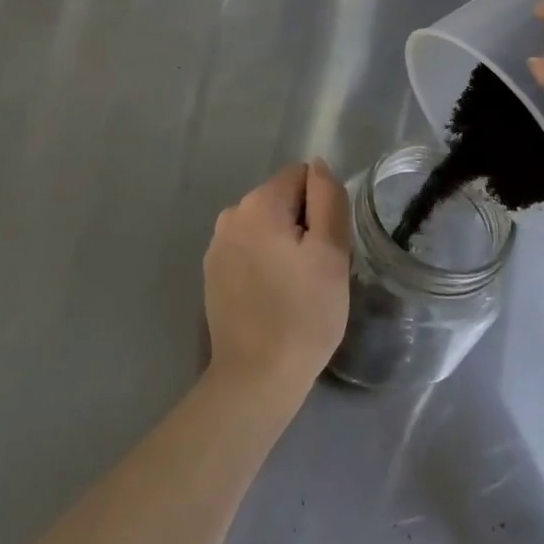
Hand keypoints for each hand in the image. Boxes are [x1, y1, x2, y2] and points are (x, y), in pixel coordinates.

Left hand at [203, 160, 351, 415]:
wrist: (255, 378)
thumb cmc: (303, 314)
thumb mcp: (331, 254)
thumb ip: (328, 200)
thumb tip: (318, 166)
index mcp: (258, 203)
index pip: (300, 176)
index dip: (321, 207)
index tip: (326, 246)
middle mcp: (231, 214)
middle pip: (280, 200)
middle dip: (301, 226)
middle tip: (315, 272)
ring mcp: (216, 245)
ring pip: (264, 227)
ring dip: (283, 245)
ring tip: (295, 288)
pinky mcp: (212, 272)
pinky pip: (247, 250)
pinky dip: (263, 263)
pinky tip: (273, 298)